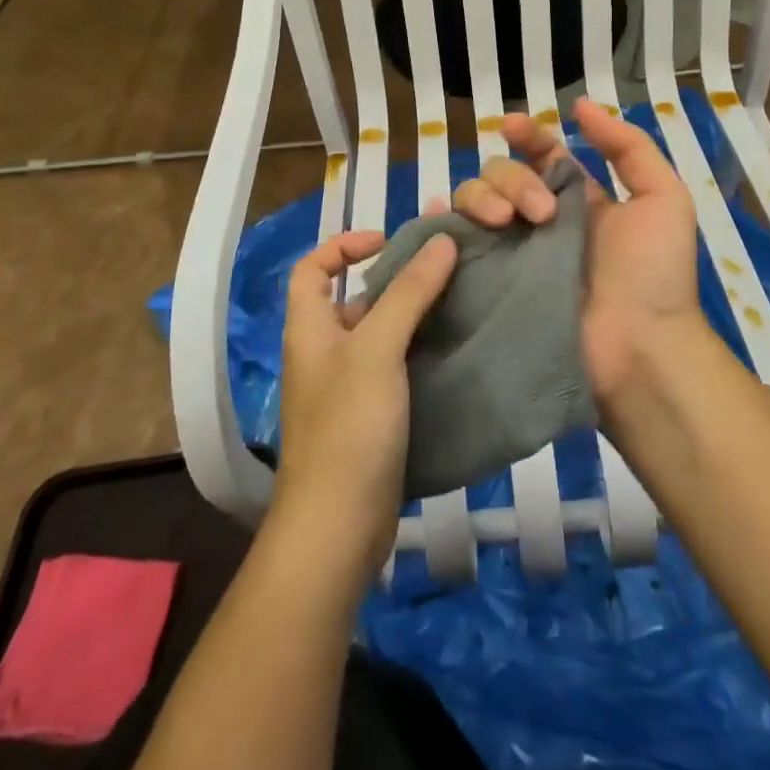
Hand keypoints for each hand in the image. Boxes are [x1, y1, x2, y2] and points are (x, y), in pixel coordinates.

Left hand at [271, 228, 458, 588]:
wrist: (338, 529)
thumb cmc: (348, 427)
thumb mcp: (377, 350)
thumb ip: (408, 293)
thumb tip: (440, 239)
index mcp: (310, 327)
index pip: (312, 266)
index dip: (344, 245)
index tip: (390, 241)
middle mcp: (324, 352)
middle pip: (353, 298)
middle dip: (394, 277)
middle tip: (444, 267)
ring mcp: (347, 388)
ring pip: (380, 334)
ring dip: (414, 314)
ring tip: (460, 299)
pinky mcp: (371, 417)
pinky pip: (395, 367)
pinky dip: (421, 351)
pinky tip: (456, 347)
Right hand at [450, 97, 705, 410]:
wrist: (639, 346)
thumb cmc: (655, 273)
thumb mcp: (663, 197)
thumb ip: (628, 147)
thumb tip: (582, 105)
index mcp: (577, 199)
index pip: (542, 154)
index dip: (527, 135)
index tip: (512, 126)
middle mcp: (539, 220)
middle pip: (503, 173)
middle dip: (512, 178)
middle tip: (539, 212)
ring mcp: (512, 251)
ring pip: (474, 200)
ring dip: (481, 197)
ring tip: (504, 223)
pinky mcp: (490, 282)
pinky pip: (455, 245)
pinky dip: (441, 225)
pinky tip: (440, 218)